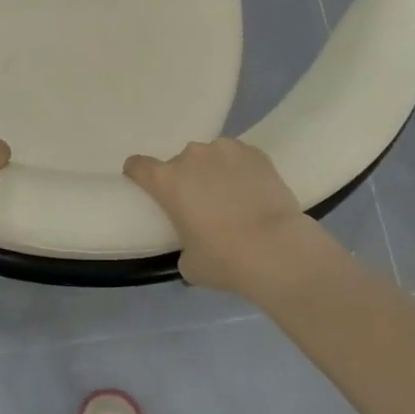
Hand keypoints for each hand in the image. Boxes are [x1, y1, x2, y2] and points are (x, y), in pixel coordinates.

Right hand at [124, 138, 324, 296]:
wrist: (276, 248)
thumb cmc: (224, 259)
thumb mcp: (189, 263)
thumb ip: (182, 247)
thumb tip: (192, 246)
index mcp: (166, 181)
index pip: (138, 166)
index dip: (139, 175)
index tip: (147, 187)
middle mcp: (191, 157)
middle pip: (178, 163)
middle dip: (186, 180)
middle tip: (202, 205)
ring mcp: (224, 150)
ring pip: (210, 157)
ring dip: (214, 172)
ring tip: (232, 197)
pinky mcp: (254, 152)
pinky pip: (238, 157)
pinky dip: (241, 170)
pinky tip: (253, 190)